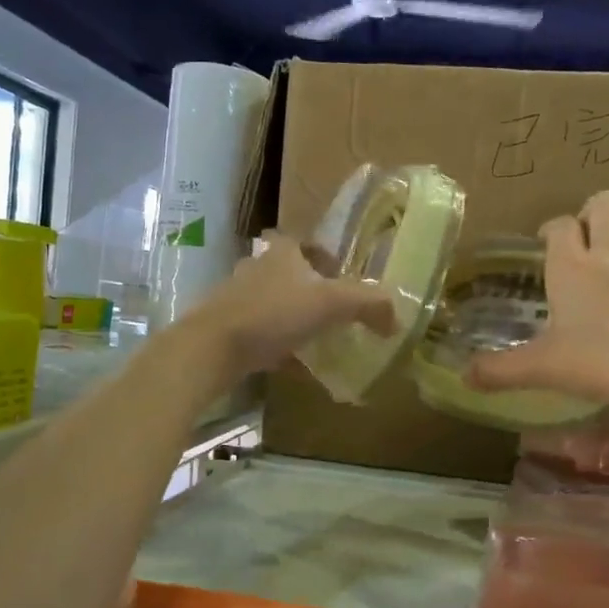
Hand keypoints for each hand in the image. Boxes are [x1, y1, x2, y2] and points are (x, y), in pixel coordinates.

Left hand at [180, 234, 397, 382]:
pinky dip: (278, 346)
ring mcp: (237, 299)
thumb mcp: (331, 303)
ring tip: (317, 338)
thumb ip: (368, 304)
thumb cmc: (273, 314)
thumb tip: (396, 318)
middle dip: (309, 289)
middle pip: (287, 273)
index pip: (302, 241)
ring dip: (293, 318)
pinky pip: (260, 334)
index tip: (340, 273)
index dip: (322, 254)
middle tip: (334, 310)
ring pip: (273, 304)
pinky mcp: (226, 328)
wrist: (212, 347)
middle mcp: (256, 269)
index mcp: (281, 253)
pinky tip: (294, 366)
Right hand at [467, 192, 608, 407]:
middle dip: (590, 211)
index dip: (549, 229)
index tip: (542, 246)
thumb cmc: (604, 359)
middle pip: (604, 203)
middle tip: (578, 241)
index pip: (559, 225)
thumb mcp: (544, 369)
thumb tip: (465, 377)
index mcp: (572, 266)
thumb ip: (501, 371)